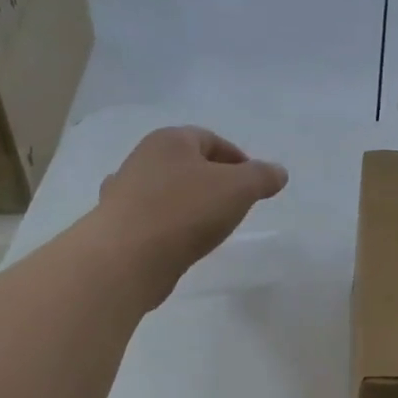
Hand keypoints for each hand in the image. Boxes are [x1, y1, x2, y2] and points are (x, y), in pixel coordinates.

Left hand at [94, 127, 288, 301]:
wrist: (126, 258)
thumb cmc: (185, 212)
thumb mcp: (238, 189)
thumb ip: (261, 177)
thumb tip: (278, 172)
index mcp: (169, 140)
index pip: (210, 139)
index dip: (237, 158)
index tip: (254, 184)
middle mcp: (142, 159)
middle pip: (187, 165)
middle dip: (213, 181)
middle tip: (235, 204)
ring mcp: (124, 193)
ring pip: (167, 192)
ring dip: (189, 205)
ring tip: (210, 227)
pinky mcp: (118, 226)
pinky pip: (153, 220)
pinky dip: (170, 227)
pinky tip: (181, 243)